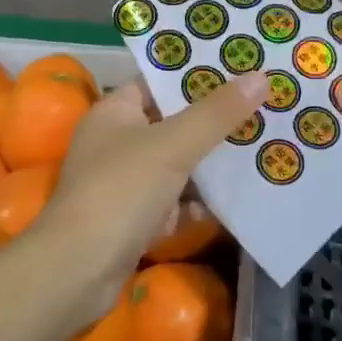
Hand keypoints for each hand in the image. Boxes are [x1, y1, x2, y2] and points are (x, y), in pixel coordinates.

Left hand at [31, 73, 265, 318]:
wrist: (78, 271)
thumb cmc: (120, 191)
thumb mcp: (173, 145)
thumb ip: (216, 113)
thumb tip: (260, 76)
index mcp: (115, 112)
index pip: (158, 83)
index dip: (196, 75)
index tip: (240, 68)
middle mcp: (117, 142)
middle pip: (173, 123)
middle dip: (215, 121)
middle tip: (263, 107)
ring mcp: (126, 184)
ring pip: (178, 165)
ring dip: (212, 163)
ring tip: (262, 148)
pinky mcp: (135, 220)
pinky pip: (176, 203)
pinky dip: (201, 203)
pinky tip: (237, 200)